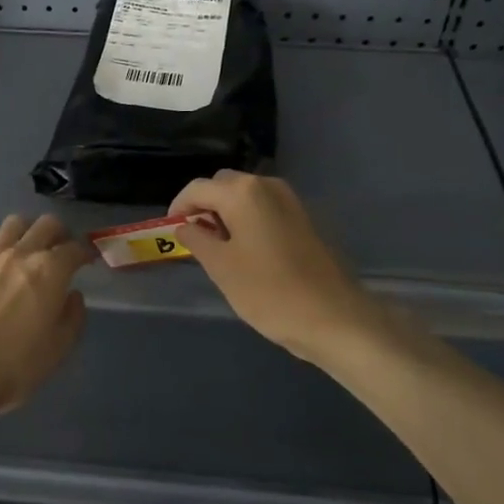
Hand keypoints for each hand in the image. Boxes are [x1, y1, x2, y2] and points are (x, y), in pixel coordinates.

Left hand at [0, 213, 91, 419]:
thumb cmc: (15, 365)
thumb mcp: (58, 348)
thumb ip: (73, 316)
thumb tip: (72, 296)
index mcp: (50, 271)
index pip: (75, 248)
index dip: (86, 251)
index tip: (88, 258)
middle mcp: (20, 253)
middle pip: (46, 224)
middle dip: (59, 232)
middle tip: (60, 248)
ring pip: (13, 224)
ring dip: (26, 232)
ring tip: (27, 249)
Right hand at [170, 171, 391, 366]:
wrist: (333, 317)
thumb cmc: (268, 291)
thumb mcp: (221, 267)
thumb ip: (197, 240)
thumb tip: (184, 226)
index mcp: (243, 192)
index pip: (197, 188)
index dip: (179, 207)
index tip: (170, 231)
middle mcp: (267, 186)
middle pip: (223, 185)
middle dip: (204, 206)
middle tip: (194, 238)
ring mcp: (290, 201)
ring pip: (246, 196)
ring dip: (227, 213)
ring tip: (218, 248)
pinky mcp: (304, 219)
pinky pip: (265, 209)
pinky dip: (248, 220)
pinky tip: (247, 252)